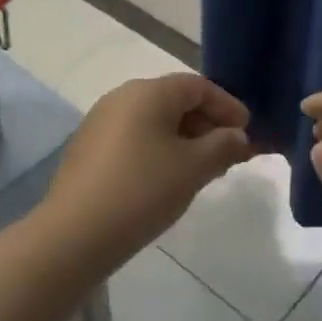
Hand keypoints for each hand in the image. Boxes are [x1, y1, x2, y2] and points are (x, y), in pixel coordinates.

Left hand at [36, 74, 256, 281]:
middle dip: (206, 123)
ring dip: (183, 137)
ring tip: (201, 167)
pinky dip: (158, 147)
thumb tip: (237, 136)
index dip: (227, 106)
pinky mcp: (88, 146)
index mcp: (149, 92)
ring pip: (154, 119)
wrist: (74, 234)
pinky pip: (134, 136)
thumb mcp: (193, 168)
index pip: (198, 86)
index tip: (247, 131)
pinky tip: (166, 176)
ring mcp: (101, 120)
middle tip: (228, 152)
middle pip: (175, 99)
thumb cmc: (142, 191)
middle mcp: (123, 96)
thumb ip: (223, 146)